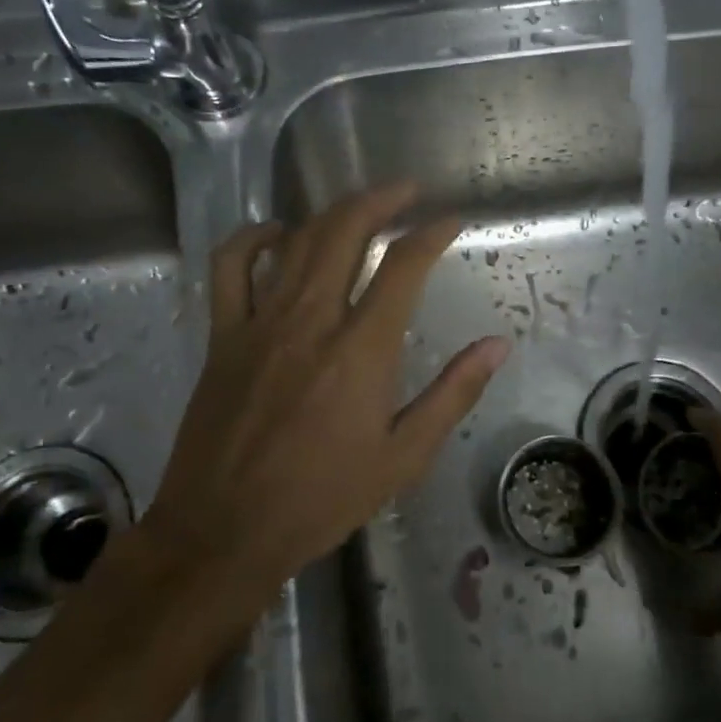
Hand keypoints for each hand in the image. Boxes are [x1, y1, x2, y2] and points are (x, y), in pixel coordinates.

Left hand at [140, 183, 509, 614]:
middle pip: (346, 231)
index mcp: (361, 349)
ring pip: (297, 241)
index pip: (403, 266)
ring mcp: (260, 322)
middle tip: (407, 190)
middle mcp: (311, 320)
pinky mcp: (223, 335)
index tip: (450, 220)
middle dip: (381, 199)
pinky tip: (278, 234)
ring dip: (332, 212)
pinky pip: (231, 268)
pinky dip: (253, 239)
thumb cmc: (322, 499)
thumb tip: (497, 345)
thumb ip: (453, 394)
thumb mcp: (403, 457)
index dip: (431, 233)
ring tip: (359, 205)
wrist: (225, 531)